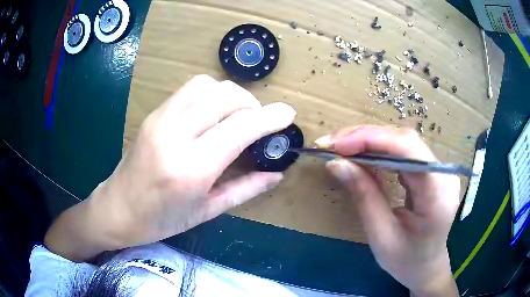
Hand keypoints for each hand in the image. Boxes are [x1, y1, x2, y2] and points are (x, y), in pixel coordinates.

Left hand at [44, 75, 295, 260]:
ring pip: (207, 85)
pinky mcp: (154, 113)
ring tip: (238, 116)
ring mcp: (161, 119)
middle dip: (252, 104)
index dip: (269, 118)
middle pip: (225, 97)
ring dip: (231, 95)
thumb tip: (277, 174)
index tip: (288, 114)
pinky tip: (214, 114)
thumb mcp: (207, 211)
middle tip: (260, 123)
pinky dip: (211, 94)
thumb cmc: (161, 220)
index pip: (240, 128)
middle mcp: (175, 135)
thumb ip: (246, 189)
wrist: (118, 209)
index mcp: (191, 169)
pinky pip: (190, 89)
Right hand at [320, 125, 459, 296]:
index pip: (409, 150)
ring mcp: (439, 170)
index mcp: (438, 195)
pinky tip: (361, 155)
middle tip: (332, 144)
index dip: (372, 139)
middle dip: (366, 137)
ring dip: (370, 141)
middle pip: (405, 141)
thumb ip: (364, 195)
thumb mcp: (381, 234)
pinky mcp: (431, 171)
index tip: (337, 145)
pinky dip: (379, 150)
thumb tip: (336, 163)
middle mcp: (444, 175)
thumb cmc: (405, 260)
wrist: (426, 267)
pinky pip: (404, 152)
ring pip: (403, 142)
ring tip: (341, 148)